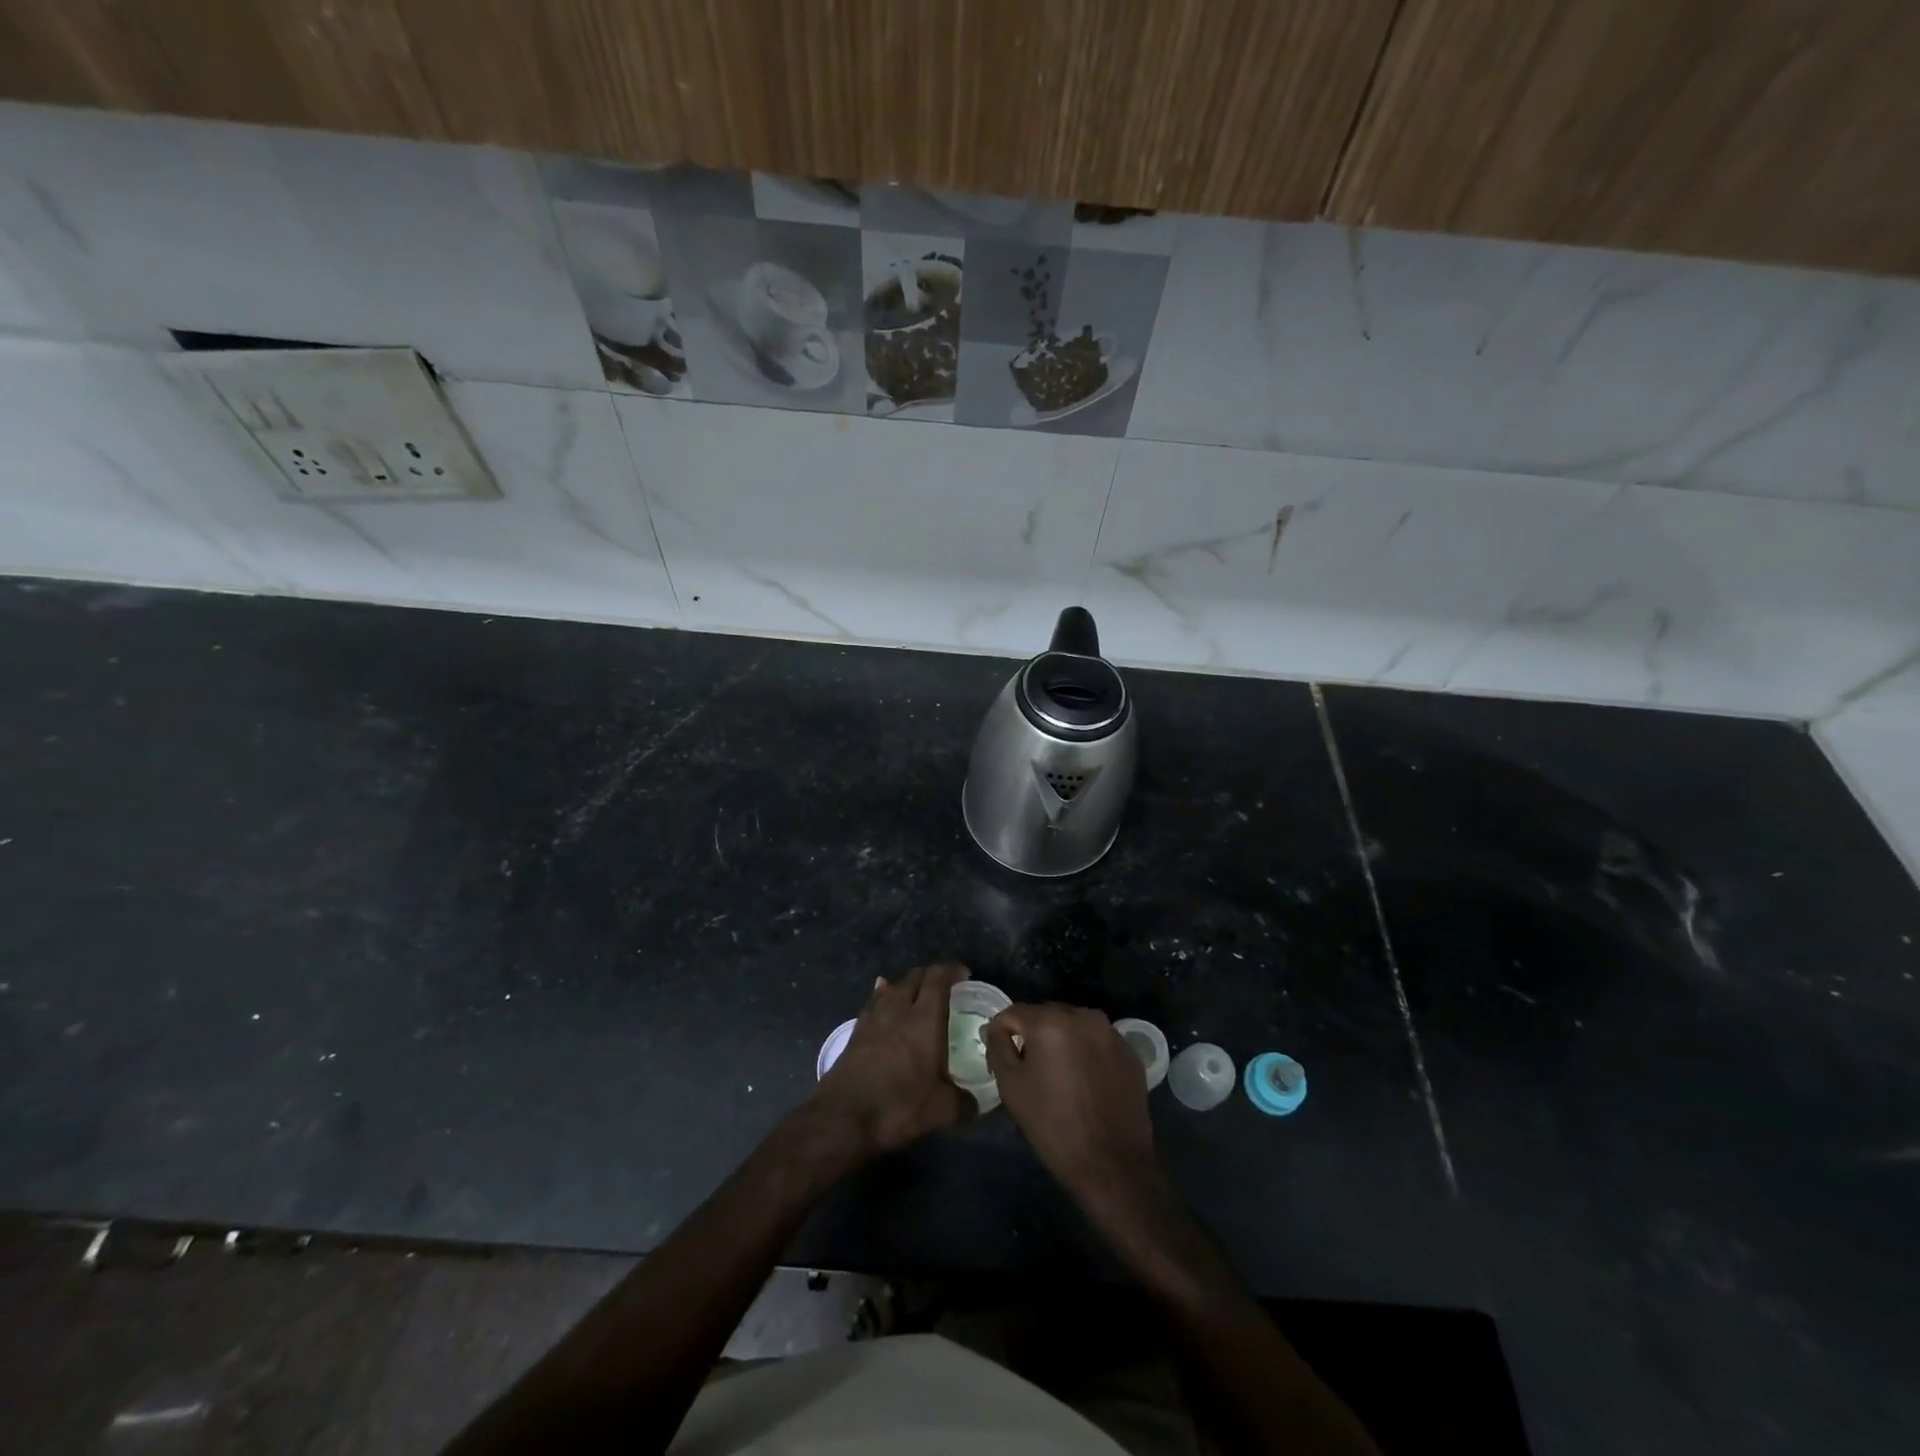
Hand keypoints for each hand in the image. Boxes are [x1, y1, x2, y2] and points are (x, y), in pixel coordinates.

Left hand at [809, 962, 974, 1158]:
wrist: (844, 1117)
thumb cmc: (898, 1107)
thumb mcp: (941, 1111)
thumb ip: (963, 1102)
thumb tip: (976, 1103)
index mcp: (925, 1021)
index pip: (938, 979)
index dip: (951, 970)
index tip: (964, 973)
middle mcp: (899, 1010)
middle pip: (914, 977)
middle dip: (931, 975)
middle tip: (944, 986)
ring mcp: (874, 1018)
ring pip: (892, 986)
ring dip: (907, 984)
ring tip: (916, 992)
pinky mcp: (856, 1031)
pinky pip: (874, 1002)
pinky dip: (883, 995)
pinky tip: (884, 998)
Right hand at [985, 1003, 1156, 1205]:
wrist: (1113, 1164)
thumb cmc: (1053, 1125)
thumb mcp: (1011, 1086)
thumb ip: (997, 1047)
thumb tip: (996, 1028)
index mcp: (1051, 1021)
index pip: (1013, 1013)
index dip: (1002, 1035)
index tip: (1002, 1062)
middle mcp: (1083, 1016)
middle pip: (1045, 1015)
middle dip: (1033, 1036)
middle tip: (1031, 1070)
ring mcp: (1111, 1032)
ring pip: (1073, 1026)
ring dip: (1061, 1042)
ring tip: (1060, 1077)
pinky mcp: (1129, 1051)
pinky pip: (1096, 1041)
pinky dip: (1086, 1053)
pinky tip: (1086, 1083)